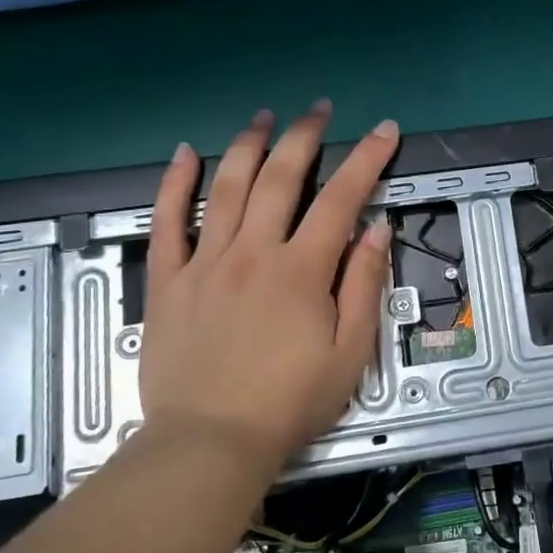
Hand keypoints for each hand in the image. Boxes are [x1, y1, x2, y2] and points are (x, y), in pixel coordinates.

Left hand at [138, 102, 398, 470]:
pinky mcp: (167, 281)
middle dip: (304, 138)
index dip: (367, 160)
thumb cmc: (290, 402)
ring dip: (247, 146)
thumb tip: (376, 230)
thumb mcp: (350, 352)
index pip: (341, 200)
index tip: (385, 131)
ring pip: (225, 188)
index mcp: (301, 271)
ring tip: (263, 117)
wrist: (210, 442)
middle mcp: (252, 253)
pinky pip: (166, 223)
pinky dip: (175, 184)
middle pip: (279, 179)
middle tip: (318, 111)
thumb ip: (363, 286)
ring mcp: (204, 263)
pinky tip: (185, 153)